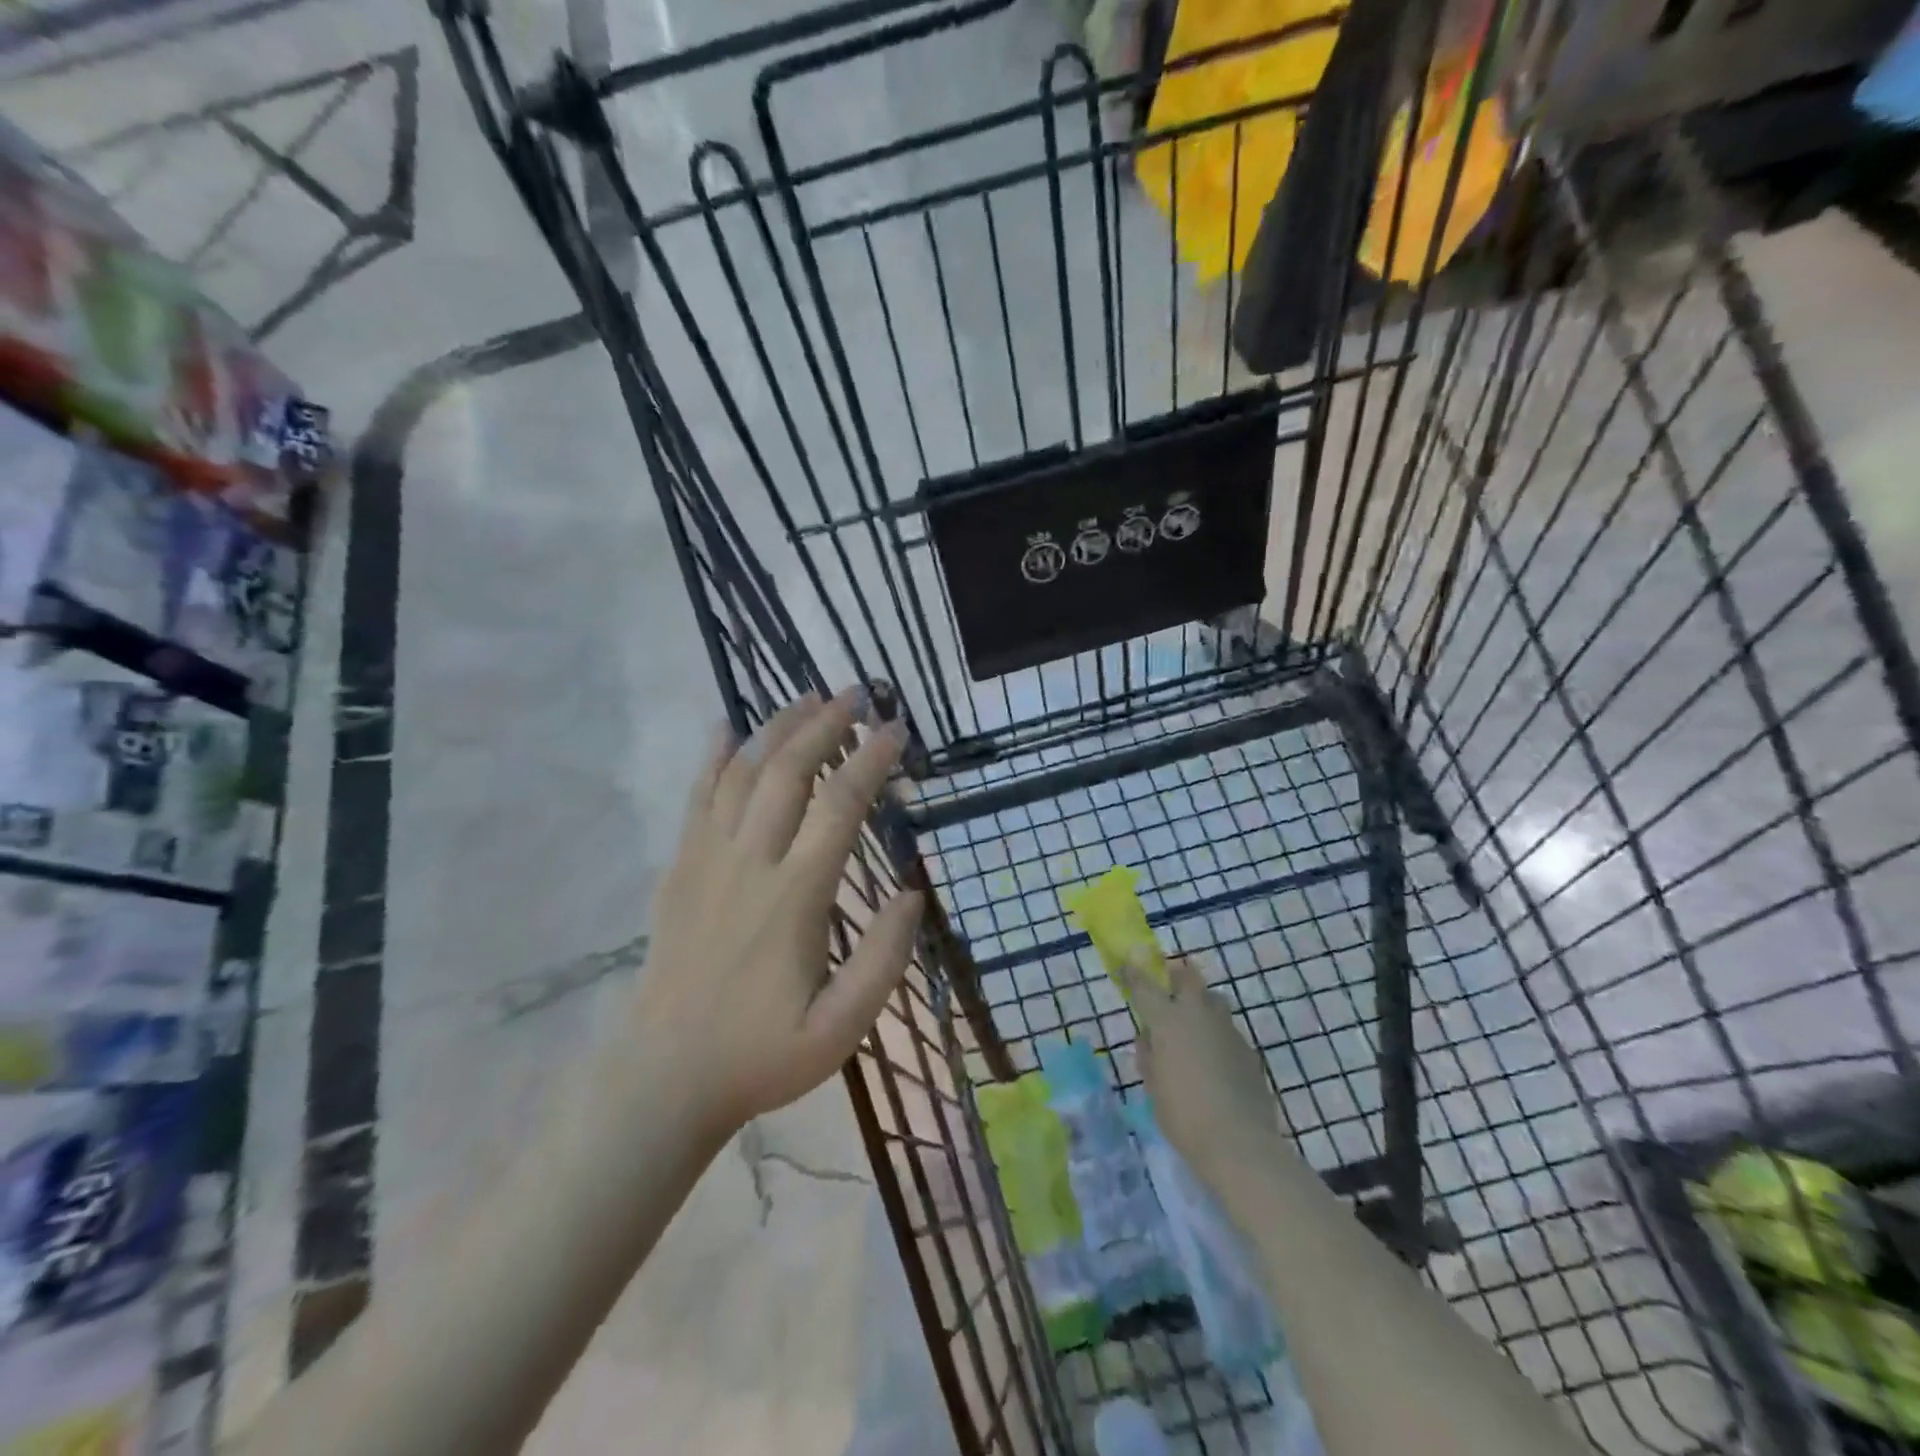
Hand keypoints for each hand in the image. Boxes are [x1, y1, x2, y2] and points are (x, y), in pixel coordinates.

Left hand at [632, 689, 923, 1139]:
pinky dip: (712, 757)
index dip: (872, 760)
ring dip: (776, 728)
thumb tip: (912, 893)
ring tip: (806, 697)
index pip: (840, 805)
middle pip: (788, 772)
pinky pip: (696, 798)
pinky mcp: (680, 869)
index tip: (897, 729)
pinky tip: (725, 727)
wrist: (666, 1077)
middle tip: (854, 694)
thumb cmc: (762, 1054)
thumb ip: (884, 959)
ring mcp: (707, 861)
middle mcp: (751, 863)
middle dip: (824, 725)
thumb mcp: (842, 1027)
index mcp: (796, 896)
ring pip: (742, 774)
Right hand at [1116, 954, 1284, 1185]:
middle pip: (1188, 977)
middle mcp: (1198, 1015)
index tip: (1127, 962)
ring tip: (1193, 1026)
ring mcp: (1227, 1030)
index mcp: (1168, 1021)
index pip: (1145, 986)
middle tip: (1169, 981)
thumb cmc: (1183, 1116)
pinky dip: (1217, 1035)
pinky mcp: (1249, 1050)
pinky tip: (1214, 1061)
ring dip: (1201, 1004)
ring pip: (1214, 1000)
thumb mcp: (1153, 1087)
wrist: (1240, 1143)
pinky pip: (1227, 1030)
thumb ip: (1150, 1056)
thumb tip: (1151, 1040)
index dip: (1133, 972)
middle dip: (1177, 974)